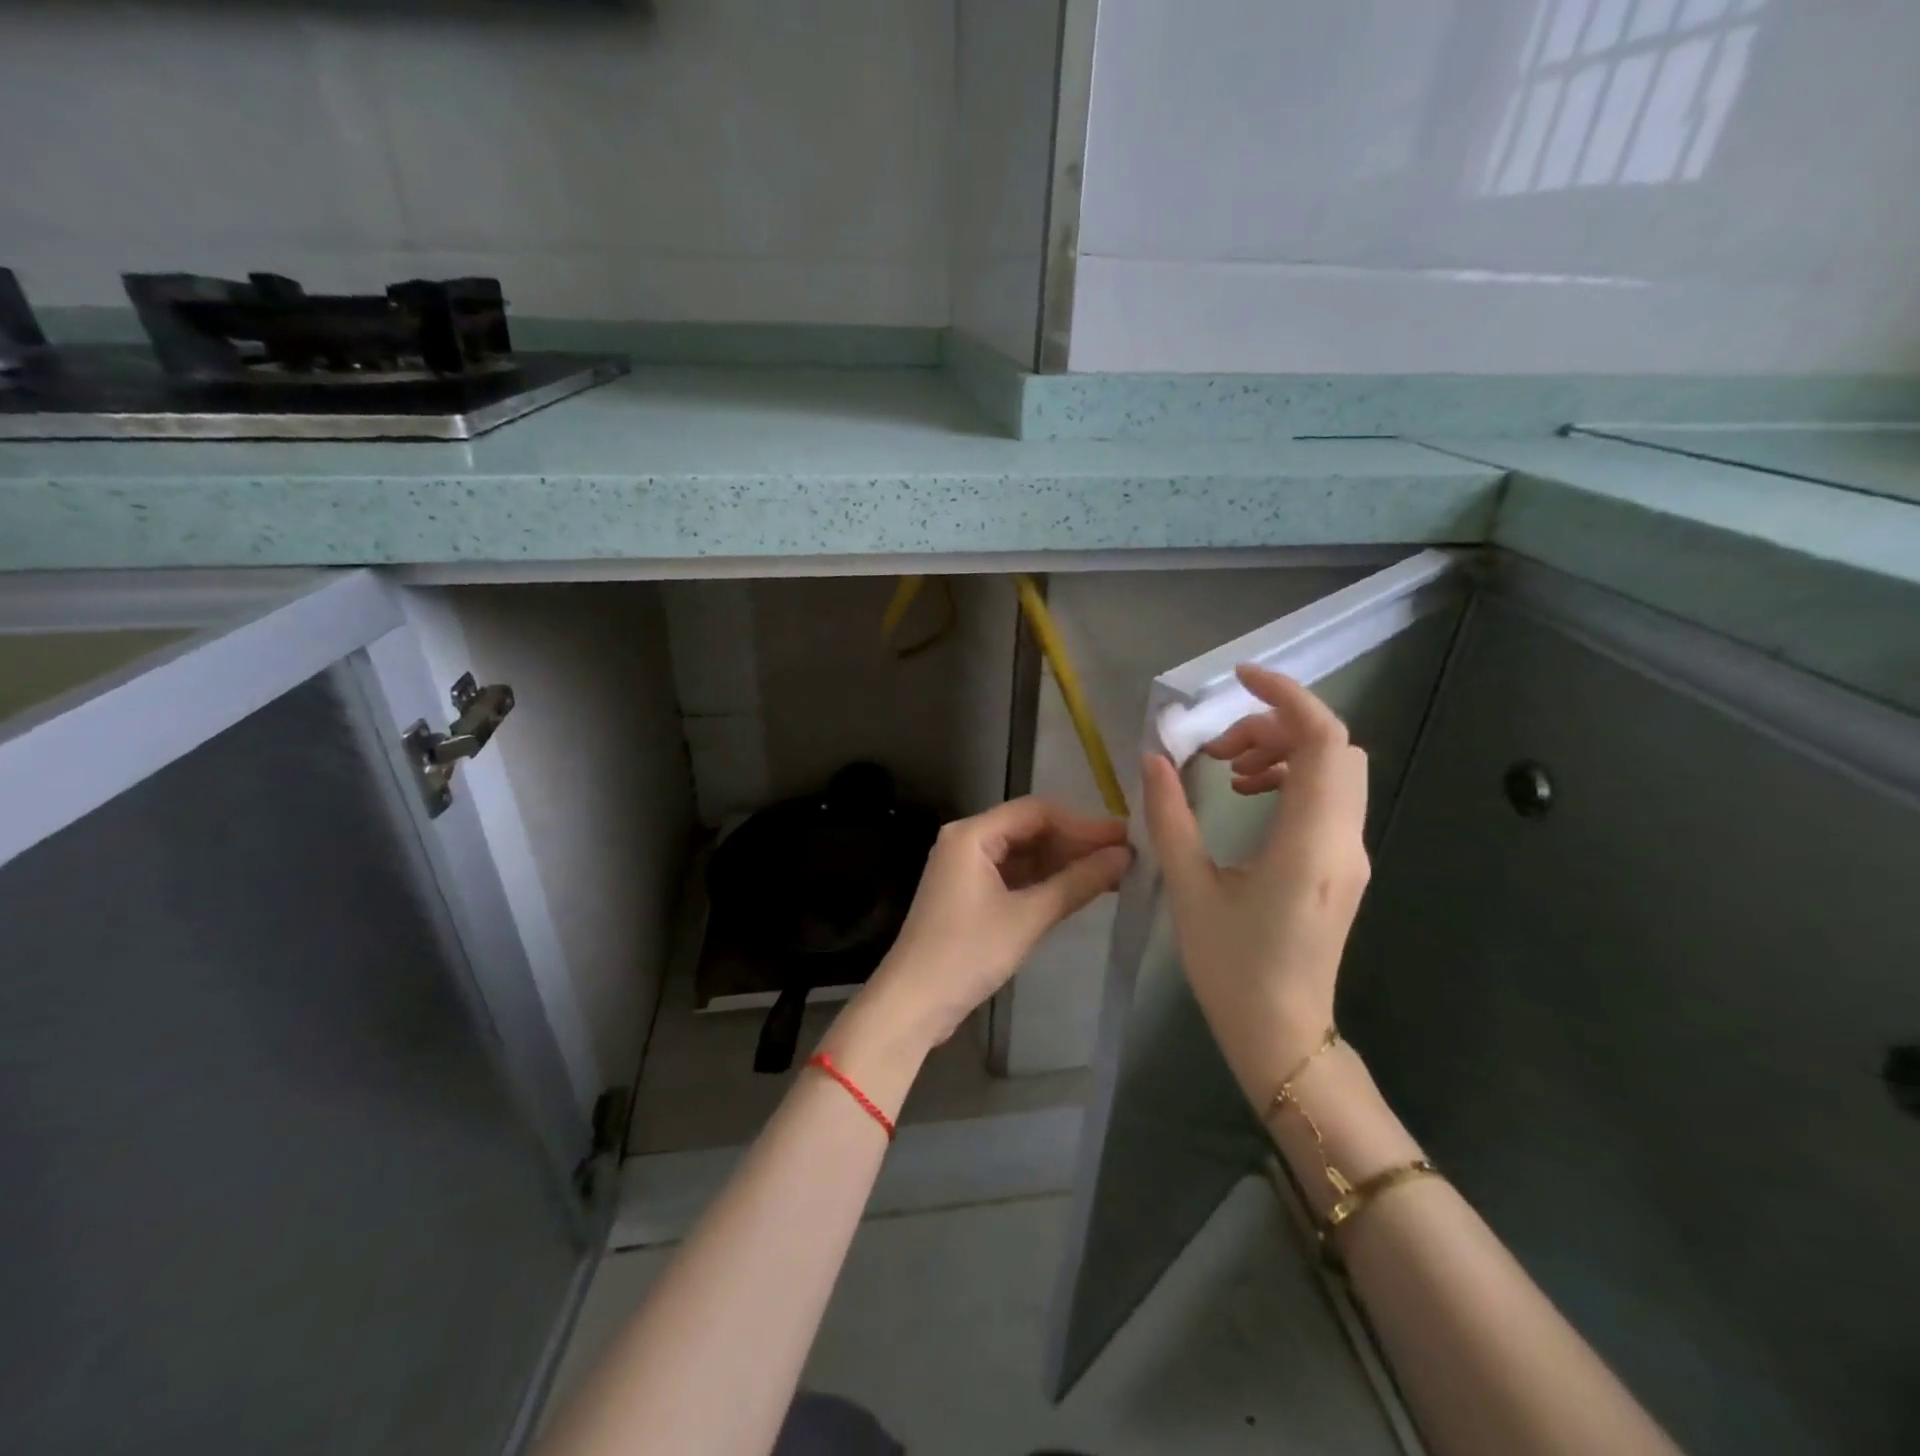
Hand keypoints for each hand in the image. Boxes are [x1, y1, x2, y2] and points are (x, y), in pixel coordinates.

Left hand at [844, 798, 1130, 1058]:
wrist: (913, 1003)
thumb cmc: (967, 954)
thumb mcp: (1027, 917)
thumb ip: (1077, 883)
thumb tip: (1125, 855)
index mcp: (972, 834)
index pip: (1037, 812)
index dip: (1083, 824)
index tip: (1124, 840)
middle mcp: (967, 841)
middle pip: (1030, 829)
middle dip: (1075, 843)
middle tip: (1125, 858)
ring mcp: (966, 868)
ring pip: (1024, 853)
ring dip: (1063, 862)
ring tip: (1112, 874)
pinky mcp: (970, 894)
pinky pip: (1014, 875)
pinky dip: (1045, 881)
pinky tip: (1079, 890)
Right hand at [1140, 665, 1370, 1109]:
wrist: (1283, 1035)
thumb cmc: (1232, 967)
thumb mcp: (1190, 888)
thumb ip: (1169, 816)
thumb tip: (1154, 759)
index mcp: (1309, 843)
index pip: (1322, 740)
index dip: (1286, 696)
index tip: (1239, 679)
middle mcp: (1344, 840)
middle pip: (1332, 747)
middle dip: (1274, 726)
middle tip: (1218, 748)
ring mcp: (1350, 854)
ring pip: (1335, 770)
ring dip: (1283, 752)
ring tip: (1229, 772)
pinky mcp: (1344, 867)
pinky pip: (1329, 798)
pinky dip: (1292, 778)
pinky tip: (1248, 799)